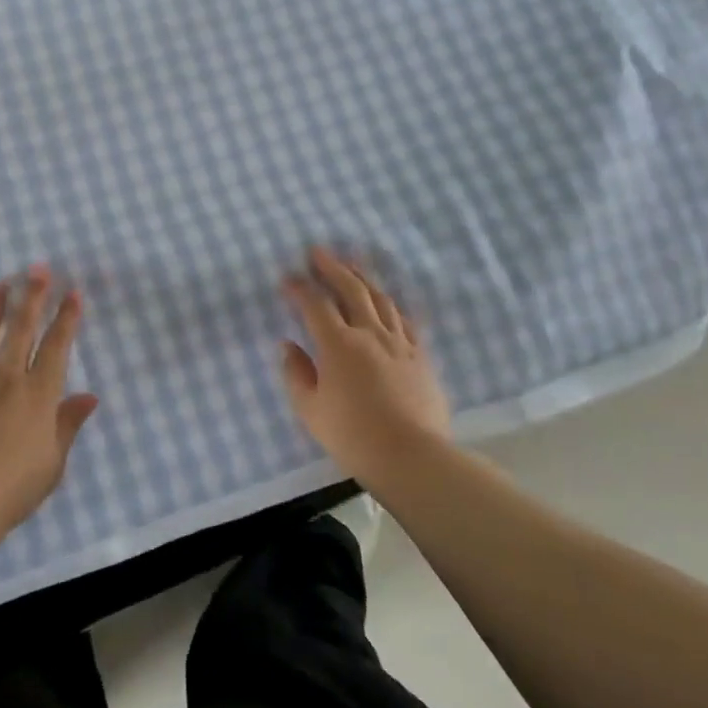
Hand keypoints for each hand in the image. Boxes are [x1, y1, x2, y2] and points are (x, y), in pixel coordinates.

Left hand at [0, 268, 99, 540]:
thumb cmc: (13, 488)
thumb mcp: (53, 461)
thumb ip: (68, 424)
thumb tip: (90, 397)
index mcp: (37, 395)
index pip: (56, 347)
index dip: (66, 318)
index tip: (72, 292)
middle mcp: (5, 380)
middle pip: (20, 331)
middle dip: (31, 297)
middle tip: (36, 269)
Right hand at [280, 247, 452, 485]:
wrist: (412, 456)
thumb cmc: (353, 436)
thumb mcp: (311, 410)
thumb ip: (296, 374)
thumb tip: (289, 346)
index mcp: (338, 344)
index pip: (315, 304)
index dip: (299, 288)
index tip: (287, 278)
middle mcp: (369, 333)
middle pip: (351, 289)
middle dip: (332, 267)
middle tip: (318, 251)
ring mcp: (399, 342)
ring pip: (380, 299)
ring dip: (363, 277)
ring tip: (352, 264)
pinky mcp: (421, 356)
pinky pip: (405, 320)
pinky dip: (391, 305)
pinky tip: (387, 301)